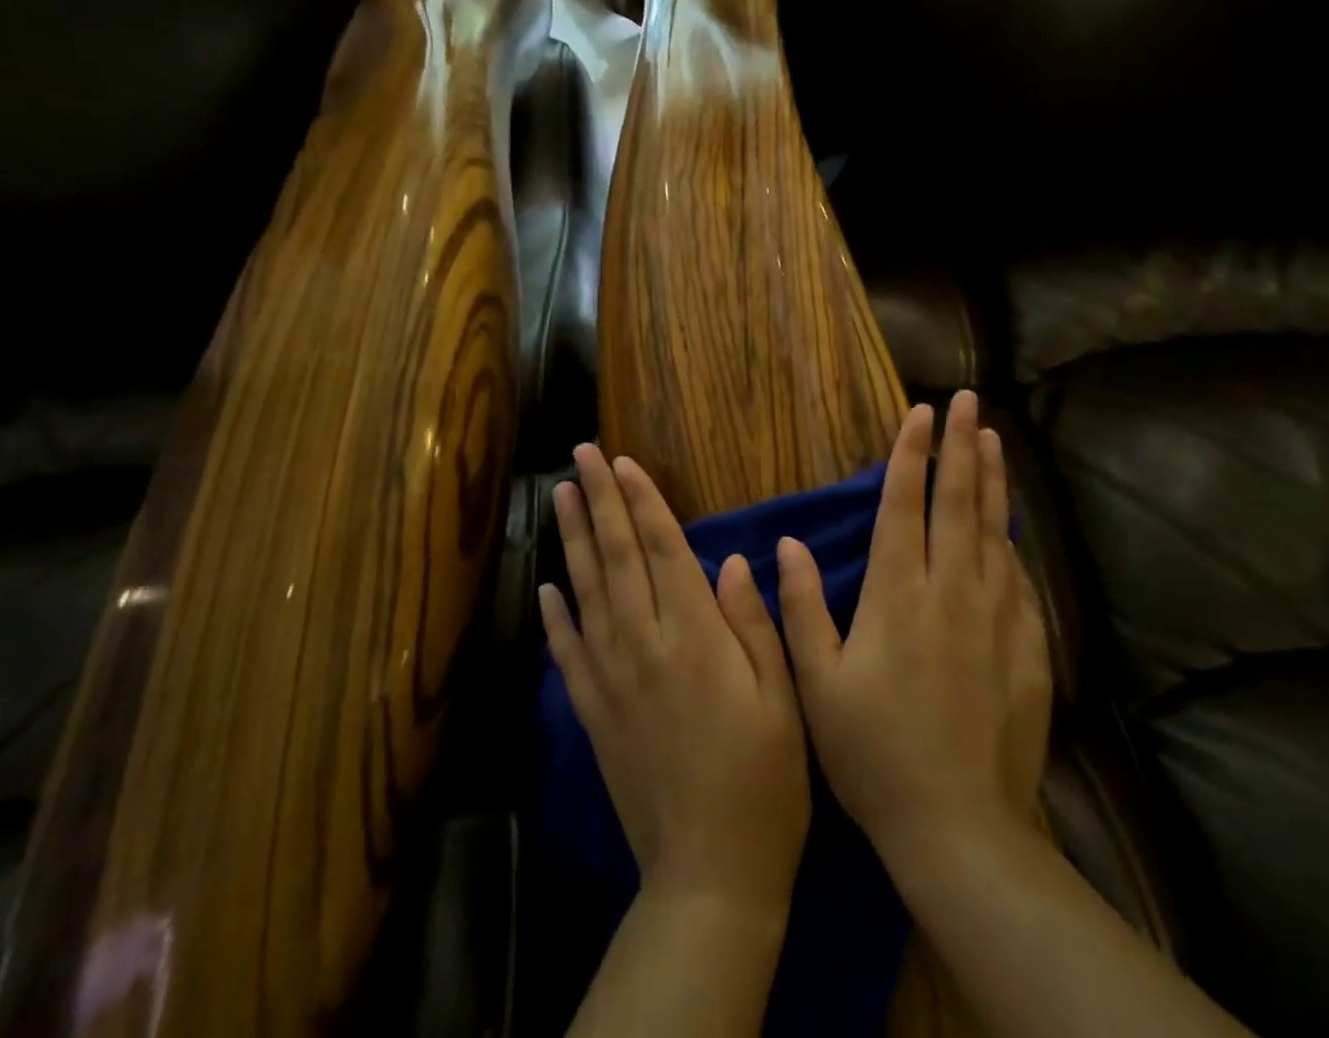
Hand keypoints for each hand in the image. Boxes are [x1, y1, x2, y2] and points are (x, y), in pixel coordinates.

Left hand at [540, 445, 811, 908]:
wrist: (711, 873)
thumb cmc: (765, 778)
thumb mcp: (783, 695)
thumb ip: (754, 622)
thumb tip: (733, 560)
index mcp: (694, 634)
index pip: (662, 548)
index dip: (641, 501)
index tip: (621, 461)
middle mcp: (644, 644)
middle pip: (616, 556)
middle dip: (599, 500)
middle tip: (580, 455)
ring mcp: (611, 678)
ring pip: (585, 591)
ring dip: (571, 539)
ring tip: (560, 496)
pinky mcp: (594, 713)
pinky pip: (567, 652)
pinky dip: (554, 615)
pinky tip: (545, 586)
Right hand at [776, 391, 1051, 865]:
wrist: (960, 827)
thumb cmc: (874, 753)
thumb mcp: (818, 684)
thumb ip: (803, 607)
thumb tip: (788, 543)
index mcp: (897, 593)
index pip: (903, 504)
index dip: (910, 453)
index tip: (920, 412)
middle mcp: (950, 590)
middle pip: (957, 502)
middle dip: (960, 445)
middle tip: (966, 400)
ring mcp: (995, 616)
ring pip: (994, 531)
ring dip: (992, 480)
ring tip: (993, 439)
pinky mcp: (1027, 646)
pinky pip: (1019, 579)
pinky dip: (1013, 543)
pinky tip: (1012, 528)